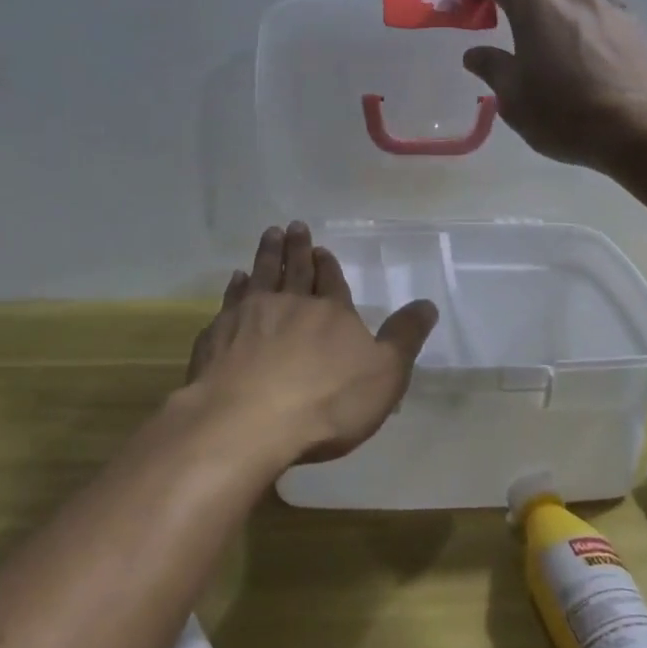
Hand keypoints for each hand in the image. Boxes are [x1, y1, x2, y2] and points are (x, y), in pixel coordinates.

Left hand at [184, 224, 437, 465]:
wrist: (247, 421)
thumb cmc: (325, 402)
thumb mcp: (384, 376)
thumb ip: (404, 338)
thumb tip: (428, 304)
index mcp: (331, 312)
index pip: (331, 281)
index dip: (327, 265)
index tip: (320, 249)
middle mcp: (291, 303)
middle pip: (295, 269)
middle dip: (297, 248)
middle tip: (294, 226)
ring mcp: (250, 315)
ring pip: (262, 275)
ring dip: (267, 254)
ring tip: (270, 235)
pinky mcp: (219, 333)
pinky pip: (231, 299)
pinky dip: (236, 286)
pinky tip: (236, 279)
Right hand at [462, 0, 646, 170]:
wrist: (641, 127)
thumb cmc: (564, 113)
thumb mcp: (514, 98)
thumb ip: (492, 67)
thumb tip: (475, 53)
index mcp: (534, 7)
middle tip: (508, 21)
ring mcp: (608, 7)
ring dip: (554, 0)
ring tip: (549, 27)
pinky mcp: (635, 25)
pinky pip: (601, 7)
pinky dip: (585, 15)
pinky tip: (587, 39)